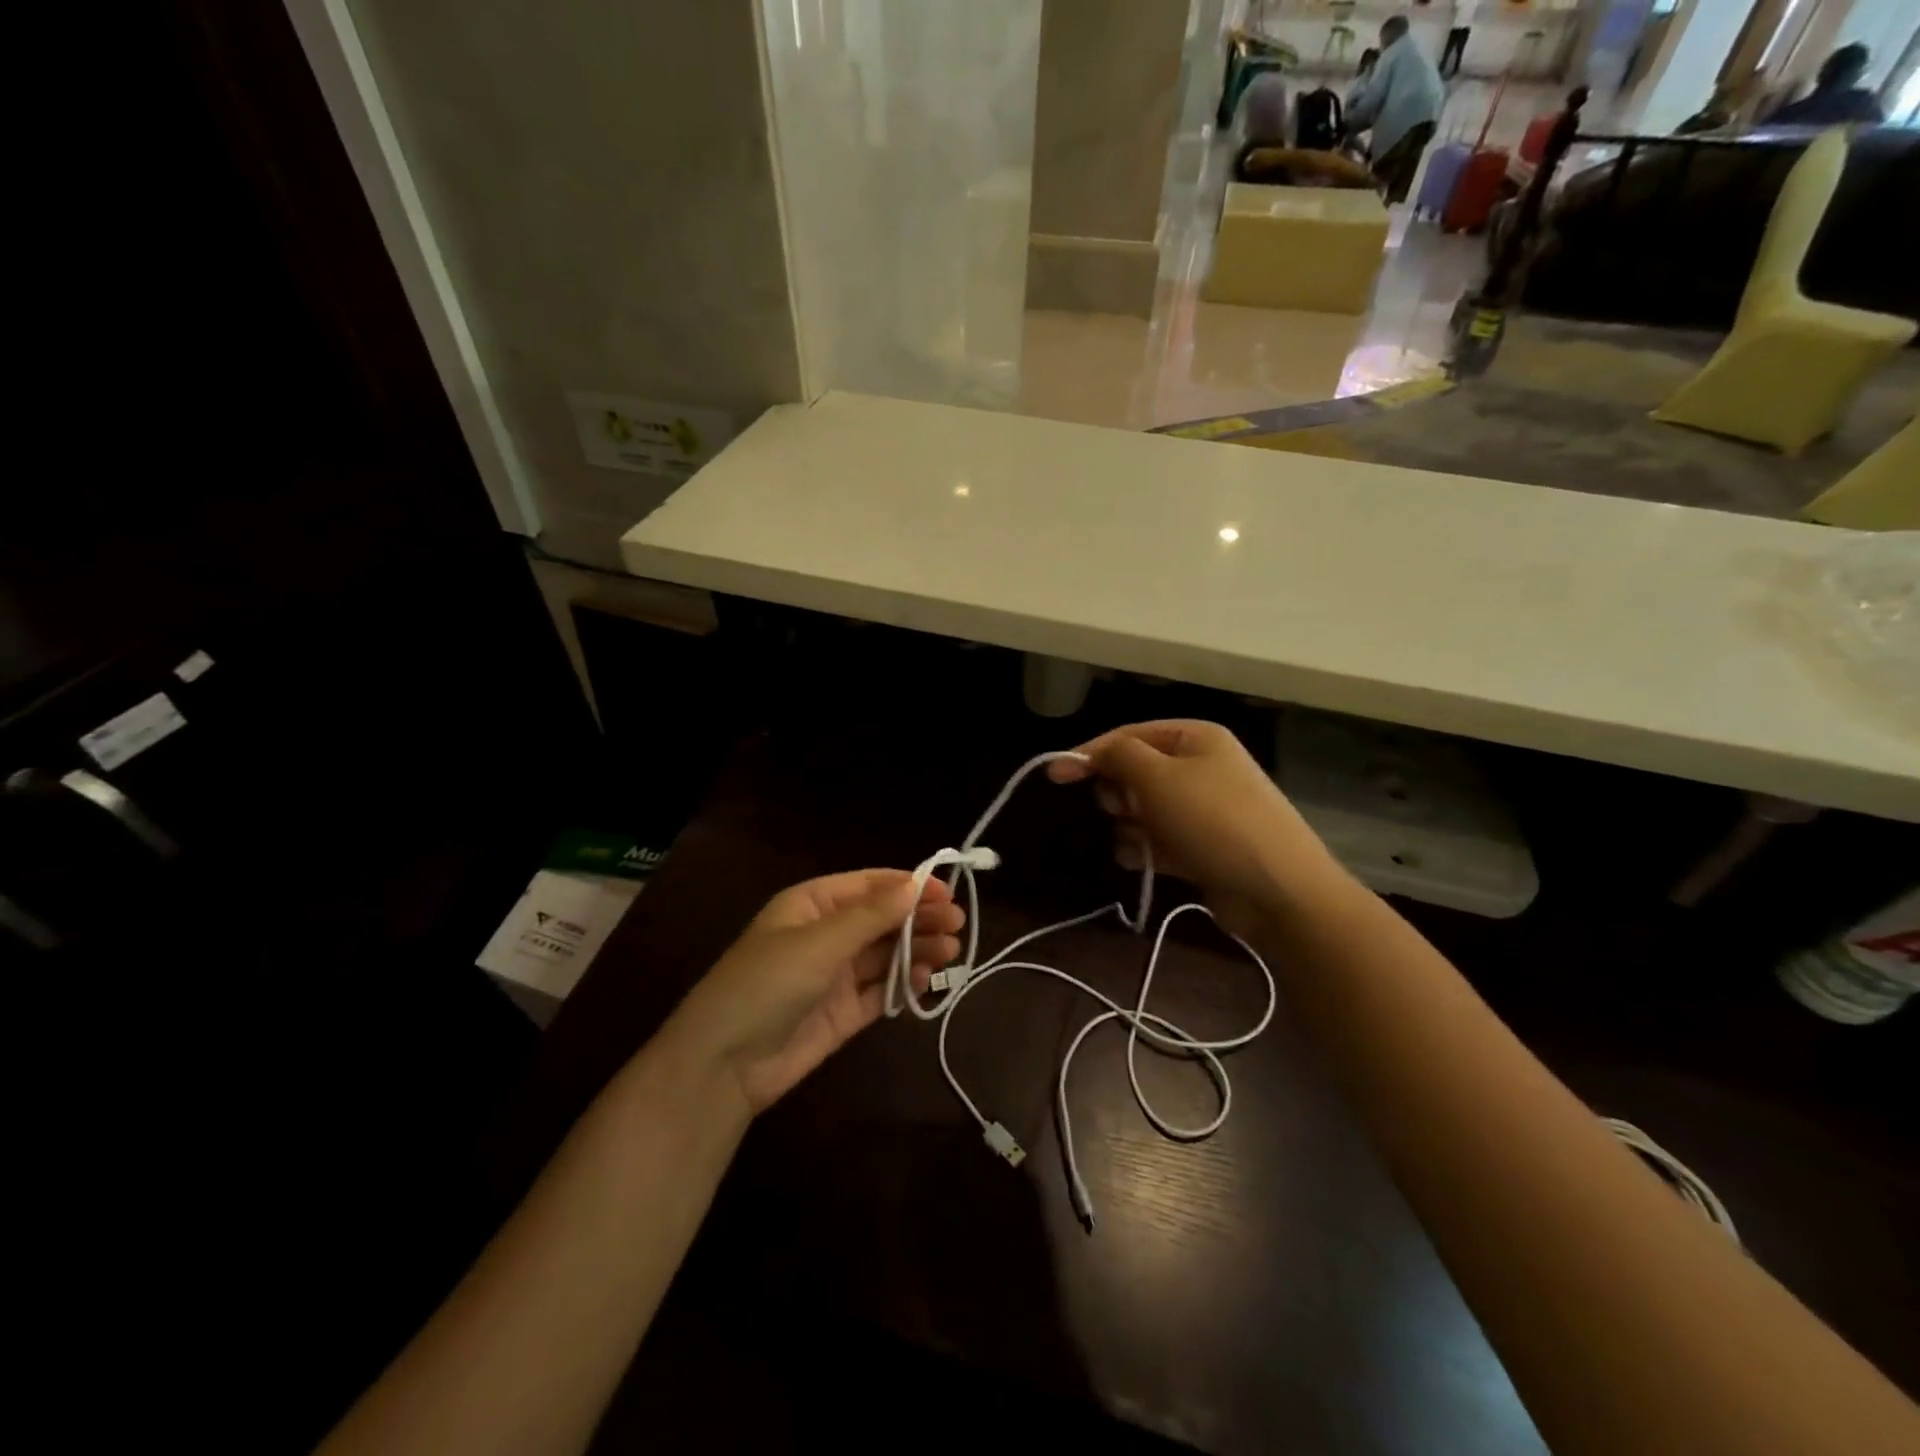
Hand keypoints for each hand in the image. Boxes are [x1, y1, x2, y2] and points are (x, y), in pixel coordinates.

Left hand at [667, 870, 963, 1114]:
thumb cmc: (768, 983)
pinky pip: (880, 989)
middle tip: (958, 924)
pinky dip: (904, 982)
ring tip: (952, 951)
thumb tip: (915, 885)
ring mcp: (835, 974)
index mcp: (812, 905)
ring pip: (886, 953)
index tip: (947, 891)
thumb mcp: (819, 941)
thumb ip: (871, 915)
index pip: (869, 885)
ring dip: (918, 949)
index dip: (908, 885)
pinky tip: (927, 978)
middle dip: (919, 918)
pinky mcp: (843, 1011)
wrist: (725, 1063)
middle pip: (882, 919)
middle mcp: (826, 935)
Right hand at [1047, 720, 1347, 931]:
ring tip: (1138, 842)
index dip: (1090, 752)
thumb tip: (1092, 753)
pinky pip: (1159, 838)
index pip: (1129, 735)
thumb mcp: (1157, 778)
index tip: (1054, 775)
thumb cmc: (1213, 821)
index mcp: (1195, 739)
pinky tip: (1142, 860)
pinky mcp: (1202, 845)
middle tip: (1120, 809)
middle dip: (1119, 793)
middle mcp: (1200, 767)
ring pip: (1144, 809)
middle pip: (1136, 772)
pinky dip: (1145, 848)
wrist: (1277, 890)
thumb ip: (1118, 757)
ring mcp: (1204, 809)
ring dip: (1130, 825)